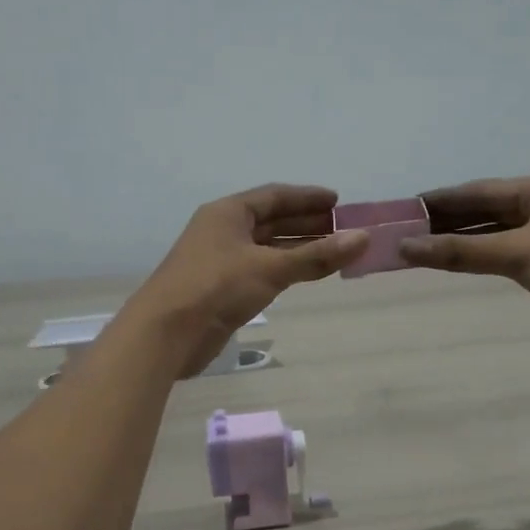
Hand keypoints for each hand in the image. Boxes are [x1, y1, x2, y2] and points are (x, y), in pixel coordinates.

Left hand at [122, 185, 369, 375]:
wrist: (166, 333)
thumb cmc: (216, 287)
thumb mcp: (270, 268)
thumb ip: (316, 256)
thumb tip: (363, 239)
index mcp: (228, 213)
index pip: (274, 196)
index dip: (307, 197)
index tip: (339, 202)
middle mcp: (223, 230)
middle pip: (271, 220)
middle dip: (307, 223)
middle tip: (344, 229)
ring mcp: (220, 260)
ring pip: (266, 247)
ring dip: (298, 248)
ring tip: (334, 251)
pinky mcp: (221, 289)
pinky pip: (260, 270)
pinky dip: (284, 269)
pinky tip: (304, 274)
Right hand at [400, 175, 529, 350]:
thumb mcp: (521, 255)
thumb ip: (462, 251)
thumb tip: (406, 247)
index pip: (478, 190)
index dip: (439, 200)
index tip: (402, 208)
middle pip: (484, 209)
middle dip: (445, 221)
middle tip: (402, 231)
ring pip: (494, 233)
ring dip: (460, 240)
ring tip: (419, 248)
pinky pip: (505, 254)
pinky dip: (480, 257)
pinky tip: (456, 263)